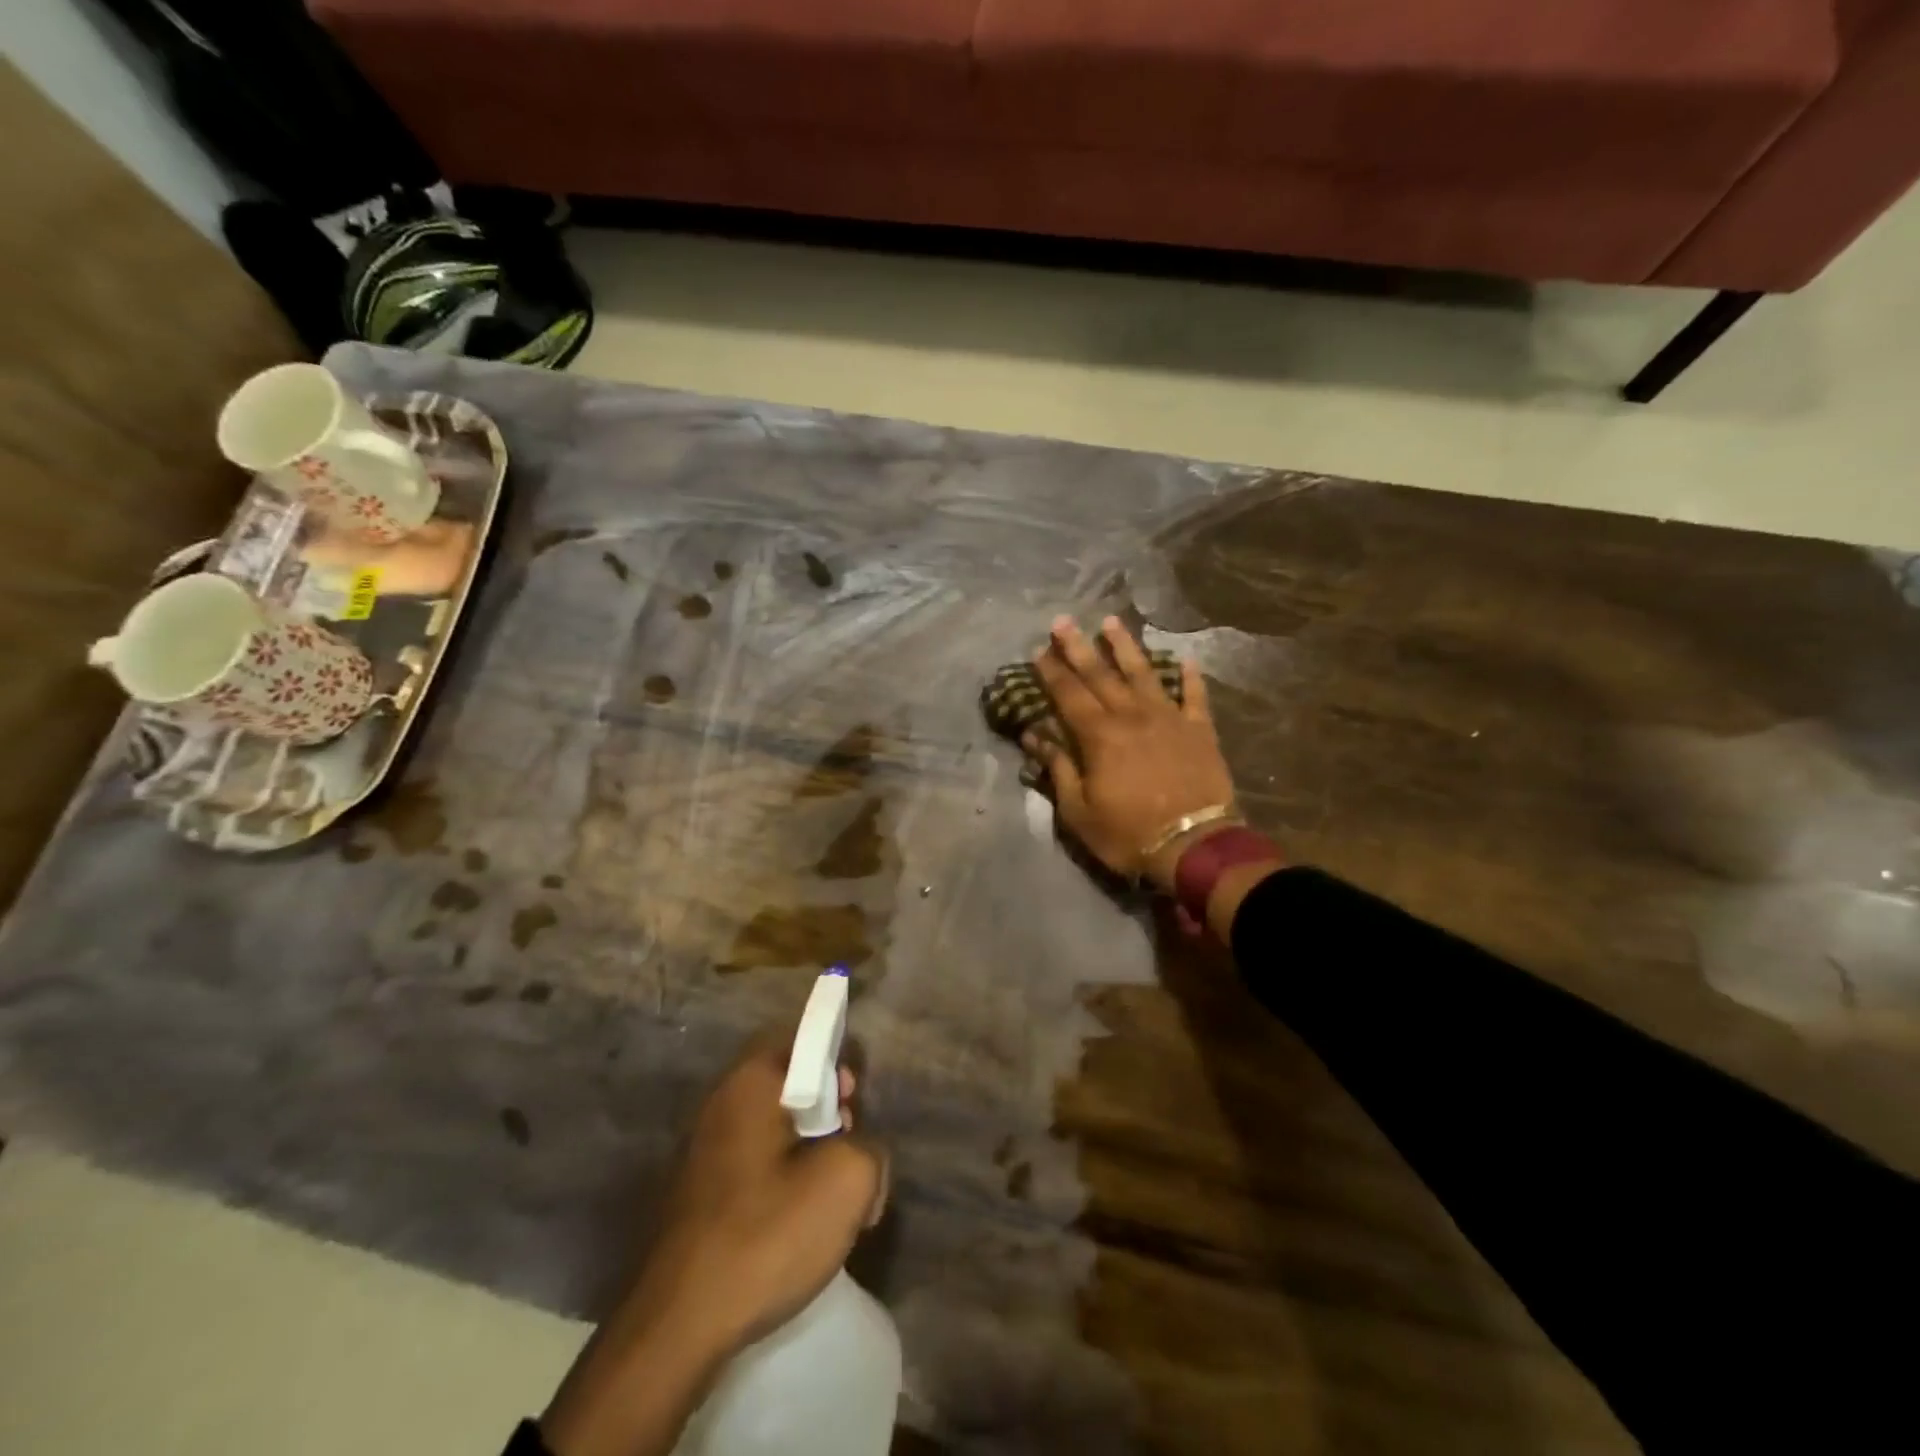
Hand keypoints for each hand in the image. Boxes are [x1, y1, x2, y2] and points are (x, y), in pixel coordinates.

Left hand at [632, 1027, 887, 1353]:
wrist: (677, 1327)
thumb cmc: (766, 1234)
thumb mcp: (847, 1180)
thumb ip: (870, 1146)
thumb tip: (860, 1151)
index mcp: (751, 1081)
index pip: (804, 1040)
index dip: (837, 1064)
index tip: (852, 1105)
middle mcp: (721, 1101)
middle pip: (791, 1084)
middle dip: (828, 1114)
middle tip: (848, 1153)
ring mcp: (702, 1148)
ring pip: (775, 1129)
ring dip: (808, 1153)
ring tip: (828, 1200)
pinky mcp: (697, 1191)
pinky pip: (754, 1165)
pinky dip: (781, 1182)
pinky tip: (794, 1226)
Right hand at [1025, 616, 1237, 890]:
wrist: (1194, 845)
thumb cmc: (1128, 833)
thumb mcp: (1079, 811)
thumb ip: (1058, 768)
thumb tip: (1033, 736)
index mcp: (1099, 736)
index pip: (1069, 694)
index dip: (1051, 671)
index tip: (1038, 649)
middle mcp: (1132, 716)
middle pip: (1101, 674)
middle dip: (1079, 647)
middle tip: (1063, 621)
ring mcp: (1169, 719)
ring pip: (1144, 673)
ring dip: (1126, 647)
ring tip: (1113, 621)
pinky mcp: (1200, 730)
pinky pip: (1194, 696)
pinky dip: (1190, 677)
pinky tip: (1185, 659)